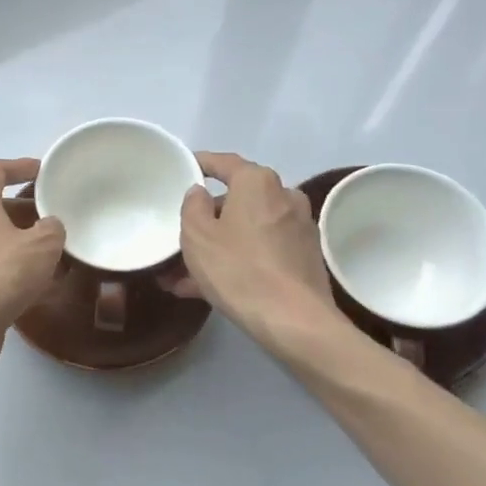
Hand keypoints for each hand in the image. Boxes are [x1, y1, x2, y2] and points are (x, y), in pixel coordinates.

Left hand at [0, 158, 65, 358]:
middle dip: (26, 211)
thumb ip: (52, 229)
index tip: (43, 171)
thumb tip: (50, 227)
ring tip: (55, 255)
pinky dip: (14, 270)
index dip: (19, 166)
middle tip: (55, 219)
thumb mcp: (41, 246)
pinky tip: (40, 287)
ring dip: (22, 243)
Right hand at [177, 152, 347, 356]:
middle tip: (180, 236)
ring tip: (184, 274)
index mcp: (257, 183)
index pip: (224, 163)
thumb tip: (201, 193)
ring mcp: (298, 228)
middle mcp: (283, 197)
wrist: (295, 322)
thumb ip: (192, 206)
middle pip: (237, 200)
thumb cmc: (239, 269)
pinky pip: (261, 250)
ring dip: (218, 246)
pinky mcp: (304, 258)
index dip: (200, 163)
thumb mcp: (197, 235)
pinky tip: (209, 288)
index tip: (184, 167)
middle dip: (207, 219)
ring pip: (247, 230)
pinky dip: (238, 260)